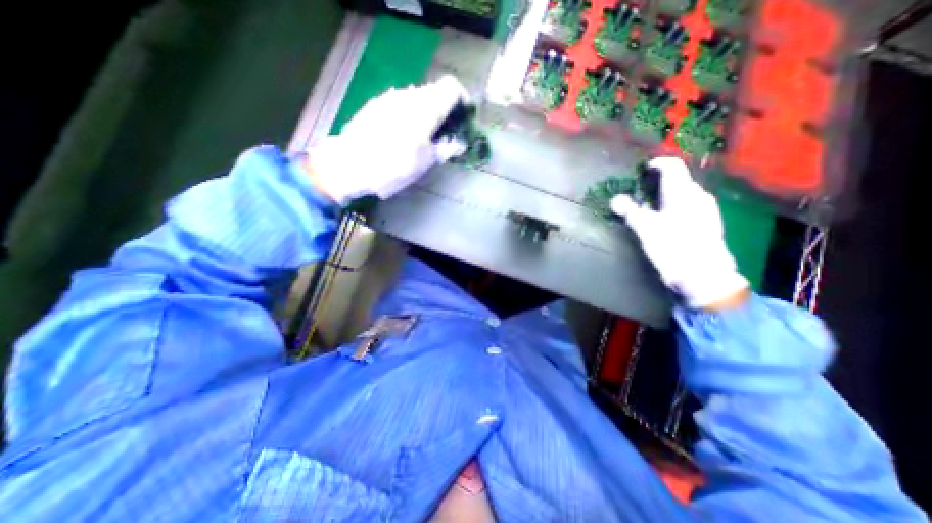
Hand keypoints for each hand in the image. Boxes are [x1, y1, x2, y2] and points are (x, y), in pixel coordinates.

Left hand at [304, 73, 469, 204]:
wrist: (349, 166)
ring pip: (417, 98)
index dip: (462, 99)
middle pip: (434, 92)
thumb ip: (445, 149)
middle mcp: (408, 96)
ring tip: (424, 137)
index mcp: (425, 109)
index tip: (463, 118)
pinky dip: (410, 114)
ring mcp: (389, 98)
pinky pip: (401, 103)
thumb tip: (460, 144)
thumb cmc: (392, 167)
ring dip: (427, 113)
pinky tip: (403, 135)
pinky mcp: (376, 105)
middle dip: (445, 110)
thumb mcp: (424, 163)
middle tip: (445, 133)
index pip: (451, 87)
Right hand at [614, 157, 747, 308]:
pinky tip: (665, 222)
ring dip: (666, 196)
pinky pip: (689, 206)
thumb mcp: (646, 229)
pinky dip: (674, 207)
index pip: (673, 166)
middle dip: (658, 183)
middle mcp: (698, 196)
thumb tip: (615, 199)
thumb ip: (630, 211)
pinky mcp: (708, 223)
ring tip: (649, 208)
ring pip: (683, 194)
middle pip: (678, 180)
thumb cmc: (673, 247)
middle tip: (640, 193)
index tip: (642, 170)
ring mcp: (706, 209)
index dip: (657, 164)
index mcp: (683, 193)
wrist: (703, 275)